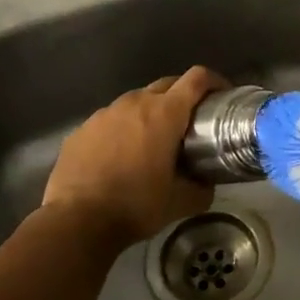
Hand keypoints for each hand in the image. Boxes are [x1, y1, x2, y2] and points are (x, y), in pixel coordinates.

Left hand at [40, 66, 227, 249]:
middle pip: (168, 83)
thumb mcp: (182, 202)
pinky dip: (124, 129)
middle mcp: (135, 103)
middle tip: (193, 121)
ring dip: (152, 112)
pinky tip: (121, 156)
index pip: (197, 78)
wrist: (76, 221)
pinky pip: (111, 120)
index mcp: (165, 113)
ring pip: (137, 101)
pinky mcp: (82, 129)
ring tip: (155, 140)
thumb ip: (203, 187)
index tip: (223, 96)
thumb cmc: (136, 206)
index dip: (215, 81)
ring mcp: (104, 114)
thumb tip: (208, 183)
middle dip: (184, 95)